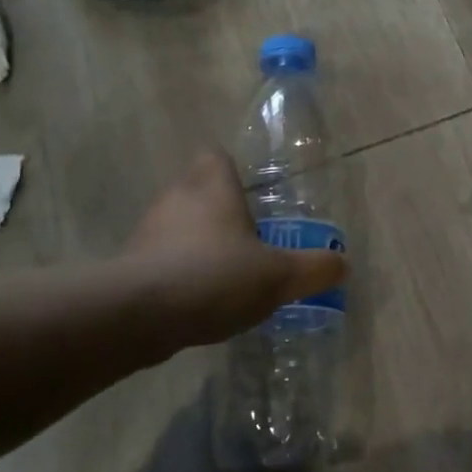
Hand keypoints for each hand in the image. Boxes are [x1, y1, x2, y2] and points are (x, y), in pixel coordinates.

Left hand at [119, 150, 347, 360]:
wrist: (137, 315)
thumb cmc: (214, 276)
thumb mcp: (279, 276)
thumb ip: (314, 269)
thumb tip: (342, 264)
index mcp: (212, 186)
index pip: (215, 156)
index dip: (231, 170)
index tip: (250, 194)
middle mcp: (176, 199)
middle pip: (197, 190)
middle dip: (219, 211)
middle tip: (248, 238)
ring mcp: (148, 232)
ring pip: (178, 226)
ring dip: (197, 244)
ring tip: (226, 275)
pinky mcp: (129, 266)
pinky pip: (161, 260)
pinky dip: (178, 274)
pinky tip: (199, 302)